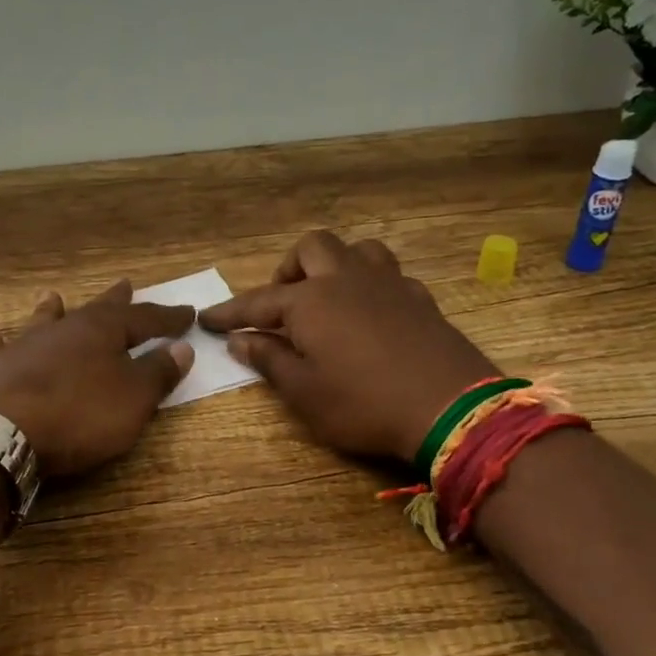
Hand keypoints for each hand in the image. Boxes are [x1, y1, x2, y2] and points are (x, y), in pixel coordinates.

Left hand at [0, 280, 194, 477]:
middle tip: (126, 284)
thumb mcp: (133, 399)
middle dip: (115, 301)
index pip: (143, 319)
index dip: (167, 318)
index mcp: (101, 331)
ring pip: (43, 321)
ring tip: (54, 296)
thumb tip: (182, 347)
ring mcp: (22, 347)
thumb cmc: (78, 414)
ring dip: (52, 310)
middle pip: (94, 310)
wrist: (0, 432)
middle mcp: (62, 330)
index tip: (187, 312)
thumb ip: (158, 372)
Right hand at [200, 230, 498, 463]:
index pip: (258, 301)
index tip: (207, 319)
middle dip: (289, 268)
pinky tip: (370, 314)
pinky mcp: (420, 299)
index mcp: (311, 302)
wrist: (449, 408)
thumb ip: (270, 361)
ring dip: (335, 265)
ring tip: (328, 297)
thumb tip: (241, 340)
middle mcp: (347, 280)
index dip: (230, 312)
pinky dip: (370, 286)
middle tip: (282, 304)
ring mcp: (389, 284)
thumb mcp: (305, 393)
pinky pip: (389, 275)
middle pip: (312, 247)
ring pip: (357, 250)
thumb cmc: (363, 404)